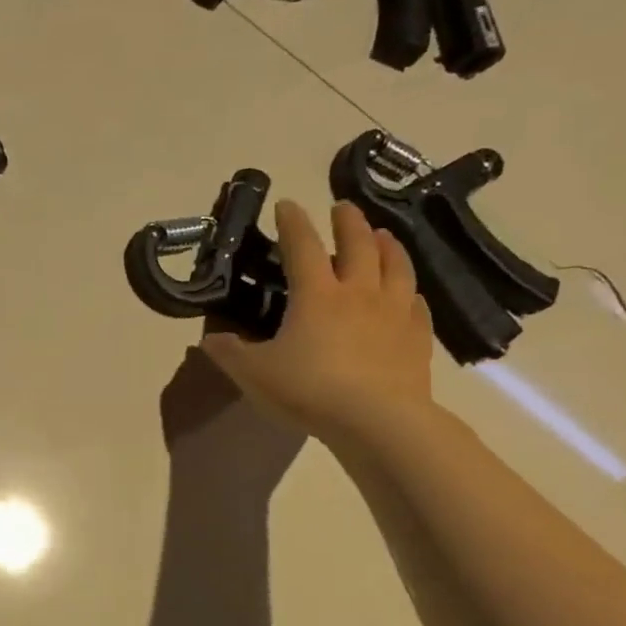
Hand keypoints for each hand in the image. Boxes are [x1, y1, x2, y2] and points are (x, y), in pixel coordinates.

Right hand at [200, 200, 434, 444]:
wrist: (376, 421)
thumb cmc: (308, 390)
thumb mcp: (253, 373)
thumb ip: (229, 353)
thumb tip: (208, 339)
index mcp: (316, 294)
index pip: (302, 246)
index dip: (293, 223)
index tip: (287, 204)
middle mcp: (358, 293)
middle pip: (358, 245)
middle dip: (349, 222)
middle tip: (343, 208)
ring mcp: (393, 313)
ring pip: (396, 267)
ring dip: (388, 246)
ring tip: (383, 236)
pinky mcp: (416, 338)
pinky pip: (416, 304)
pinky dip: (409, 291)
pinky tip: (408, 293)